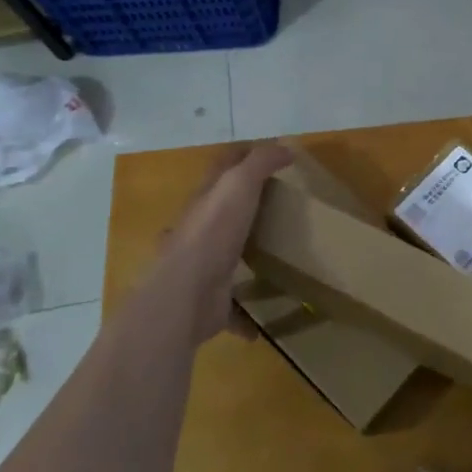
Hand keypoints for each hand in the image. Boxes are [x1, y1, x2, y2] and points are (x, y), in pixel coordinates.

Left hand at [151, 143, 293, 345]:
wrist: (185, 294)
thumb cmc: (213, 232)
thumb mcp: (239, 184)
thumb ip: (261, 163)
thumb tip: (286, 148)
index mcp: (205, 201)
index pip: (222, 168)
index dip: (242, 156)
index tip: (269, 154)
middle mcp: (199, 232)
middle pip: (219, 213)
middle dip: (240, 208)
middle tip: (275, 207)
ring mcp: (202, 269)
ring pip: (222, 258)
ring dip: (239, 258)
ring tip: (269, 258)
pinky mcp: (210, 303)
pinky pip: (231, 310)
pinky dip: (243, 317)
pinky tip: (261, 324)